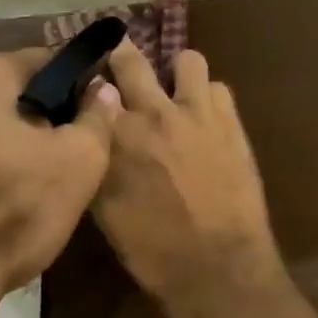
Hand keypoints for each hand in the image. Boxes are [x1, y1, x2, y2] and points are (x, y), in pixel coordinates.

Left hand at [0, 49, 119, 302]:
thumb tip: (101, 90)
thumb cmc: (10, 211)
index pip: (43, 60)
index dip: (72, 83)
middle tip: (56, 151)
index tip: (88, 111)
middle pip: (2, 93)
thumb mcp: (79, 163)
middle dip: (30, 115)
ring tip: (18, 182)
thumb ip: (97, 117)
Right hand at [94, 40, 279, 302]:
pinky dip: (209, 98)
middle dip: (122, 52)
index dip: (89, 80)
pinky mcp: (229, 120)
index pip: (92, 85)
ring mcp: (196, 111)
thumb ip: (98, 161)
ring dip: (178, 73)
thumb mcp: (105, 210)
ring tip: (177, 91)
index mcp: (115, 135)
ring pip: (187, 59)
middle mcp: (153, 112)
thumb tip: (94, 135)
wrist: (217, 264)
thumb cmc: (152, 247)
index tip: (88, 81)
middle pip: (131, 58)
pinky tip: (206, 119)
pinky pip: (219, 87)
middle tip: (121, 56)